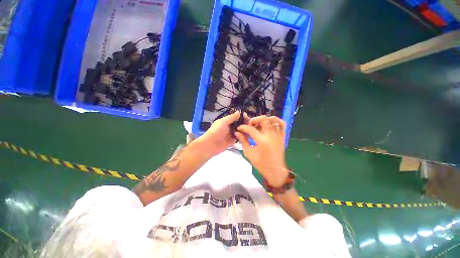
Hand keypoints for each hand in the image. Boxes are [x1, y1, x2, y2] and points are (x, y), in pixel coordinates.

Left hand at [199, 111, 245, 156]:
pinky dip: (242, 137)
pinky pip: (239, 138)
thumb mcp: (223, 122)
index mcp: (227, 121)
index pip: (236, 118)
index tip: (247, 117)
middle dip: (244, 124)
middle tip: (250, 125)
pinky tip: (245, 136)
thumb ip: (231, 117)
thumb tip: (239, 112)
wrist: (210, 144)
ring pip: (240, 131)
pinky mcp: (232, 141)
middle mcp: (230, 127)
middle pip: (239, 125)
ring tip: (248, 130)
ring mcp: (231, 135)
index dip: (242, 117)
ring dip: (244, 131)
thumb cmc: (216, 131)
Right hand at [235, 115, 288, 186]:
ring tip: (259, 124)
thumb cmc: (261, 164)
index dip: (243, 127)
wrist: (275, 170)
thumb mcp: (249, 153)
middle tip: (250, 125)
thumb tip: (237, 133)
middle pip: (263, 119)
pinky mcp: (283, 136)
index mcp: (262, 141)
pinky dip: (275, 121)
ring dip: (265, 119)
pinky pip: (282, 124)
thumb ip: (243, 141)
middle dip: (254, 120)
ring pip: (274, 119)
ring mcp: (278, 135)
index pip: (251, 129)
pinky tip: (269, 124)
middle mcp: (271, 135)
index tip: (239, 128)